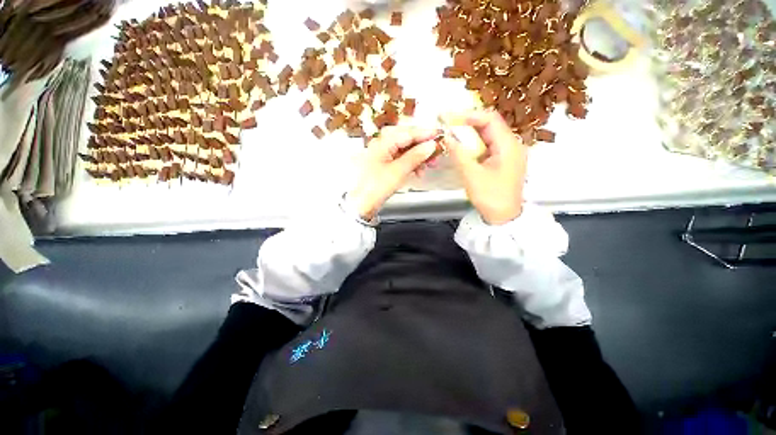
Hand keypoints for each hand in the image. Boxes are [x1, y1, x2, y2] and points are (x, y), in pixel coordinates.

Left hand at [347, 126, 438, 220]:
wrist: (361, 204)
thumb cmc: (376, 187)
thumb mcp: (398, 171)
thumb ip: (415, 156)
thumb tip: (430, 145)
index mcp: (382, 143)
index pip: (407, 133)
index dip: (424, 133)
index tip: (439, 134)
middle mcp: (382, 145)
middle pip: (406, 140)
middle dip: (422, 146)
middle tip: (436, 153)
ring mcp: (383, 156)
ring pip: (405, 151)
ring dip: (418, 157)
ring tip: (429, 166)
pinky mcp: (385, 165)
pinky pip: (401, 160)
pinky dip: (411, 164)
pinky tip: (418, 171)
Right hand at [443, 110, 526, 224]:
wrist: (504, 217)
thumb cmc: (490, 197)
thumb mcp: (472, 175)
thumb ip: (459, 154)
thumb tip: (447, 136)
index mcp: (508, 145)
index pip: (489, 119)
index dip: (468, 115)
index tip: (448, 118)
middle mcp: (512, 144)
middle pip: (489, 125)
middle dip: (467, 123)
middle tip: (447, 125)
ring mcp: (509, 152)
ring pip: (488, 135)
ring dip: (470, 134)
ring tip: (452, 134)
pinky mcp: (503, 160)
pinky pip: (488, 145)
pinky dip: (474, 144)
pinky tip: (463, 147)